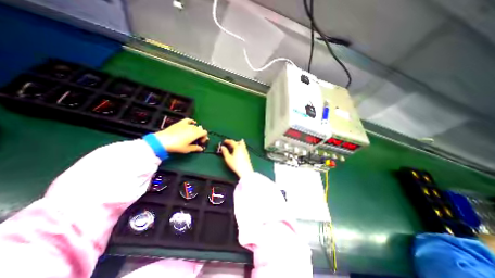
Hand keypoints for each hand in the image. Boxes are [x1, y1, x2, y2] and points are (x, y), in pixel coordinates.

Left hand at [155, 118, 206, 152]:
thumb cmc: (177, 146)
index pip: (205, 133)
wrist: (163, 140)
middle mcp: (193, 127)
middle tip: (197, 140)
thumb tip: (201, 148)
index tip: (200, 142)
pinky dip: (191, 121)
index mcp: (196, 133)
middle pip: (200, 129)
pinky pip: (188, 120)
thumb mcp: (187, 149)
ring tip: (193, 135)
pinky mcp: (180, 123)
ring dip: (196, 130)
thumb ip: (195, 148)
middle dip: (200, 134)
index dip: (204, 137)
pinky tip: (192, 123)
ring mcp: (186, 124)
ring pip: (195, 125)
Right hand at [221, 139, 252, 177]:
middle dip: (234, 142)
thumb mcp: (228, 158)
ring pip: (242, 145)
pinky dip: (240, 148)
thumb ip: (225, 152)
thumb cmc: (235, 164)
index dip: (228, 141)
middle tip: (229, 144)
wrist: (245, 171)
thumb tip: (222, 147)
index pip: (232, 142)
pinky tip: (238, 152)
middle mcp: (242, 148)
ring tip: (234, 147)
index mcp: (237, 147)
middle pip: (239, 142)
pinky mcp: (247, 155)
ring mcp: (246, 151)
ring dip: (238, 144)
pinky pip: (243, 148)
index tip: (224, 141)